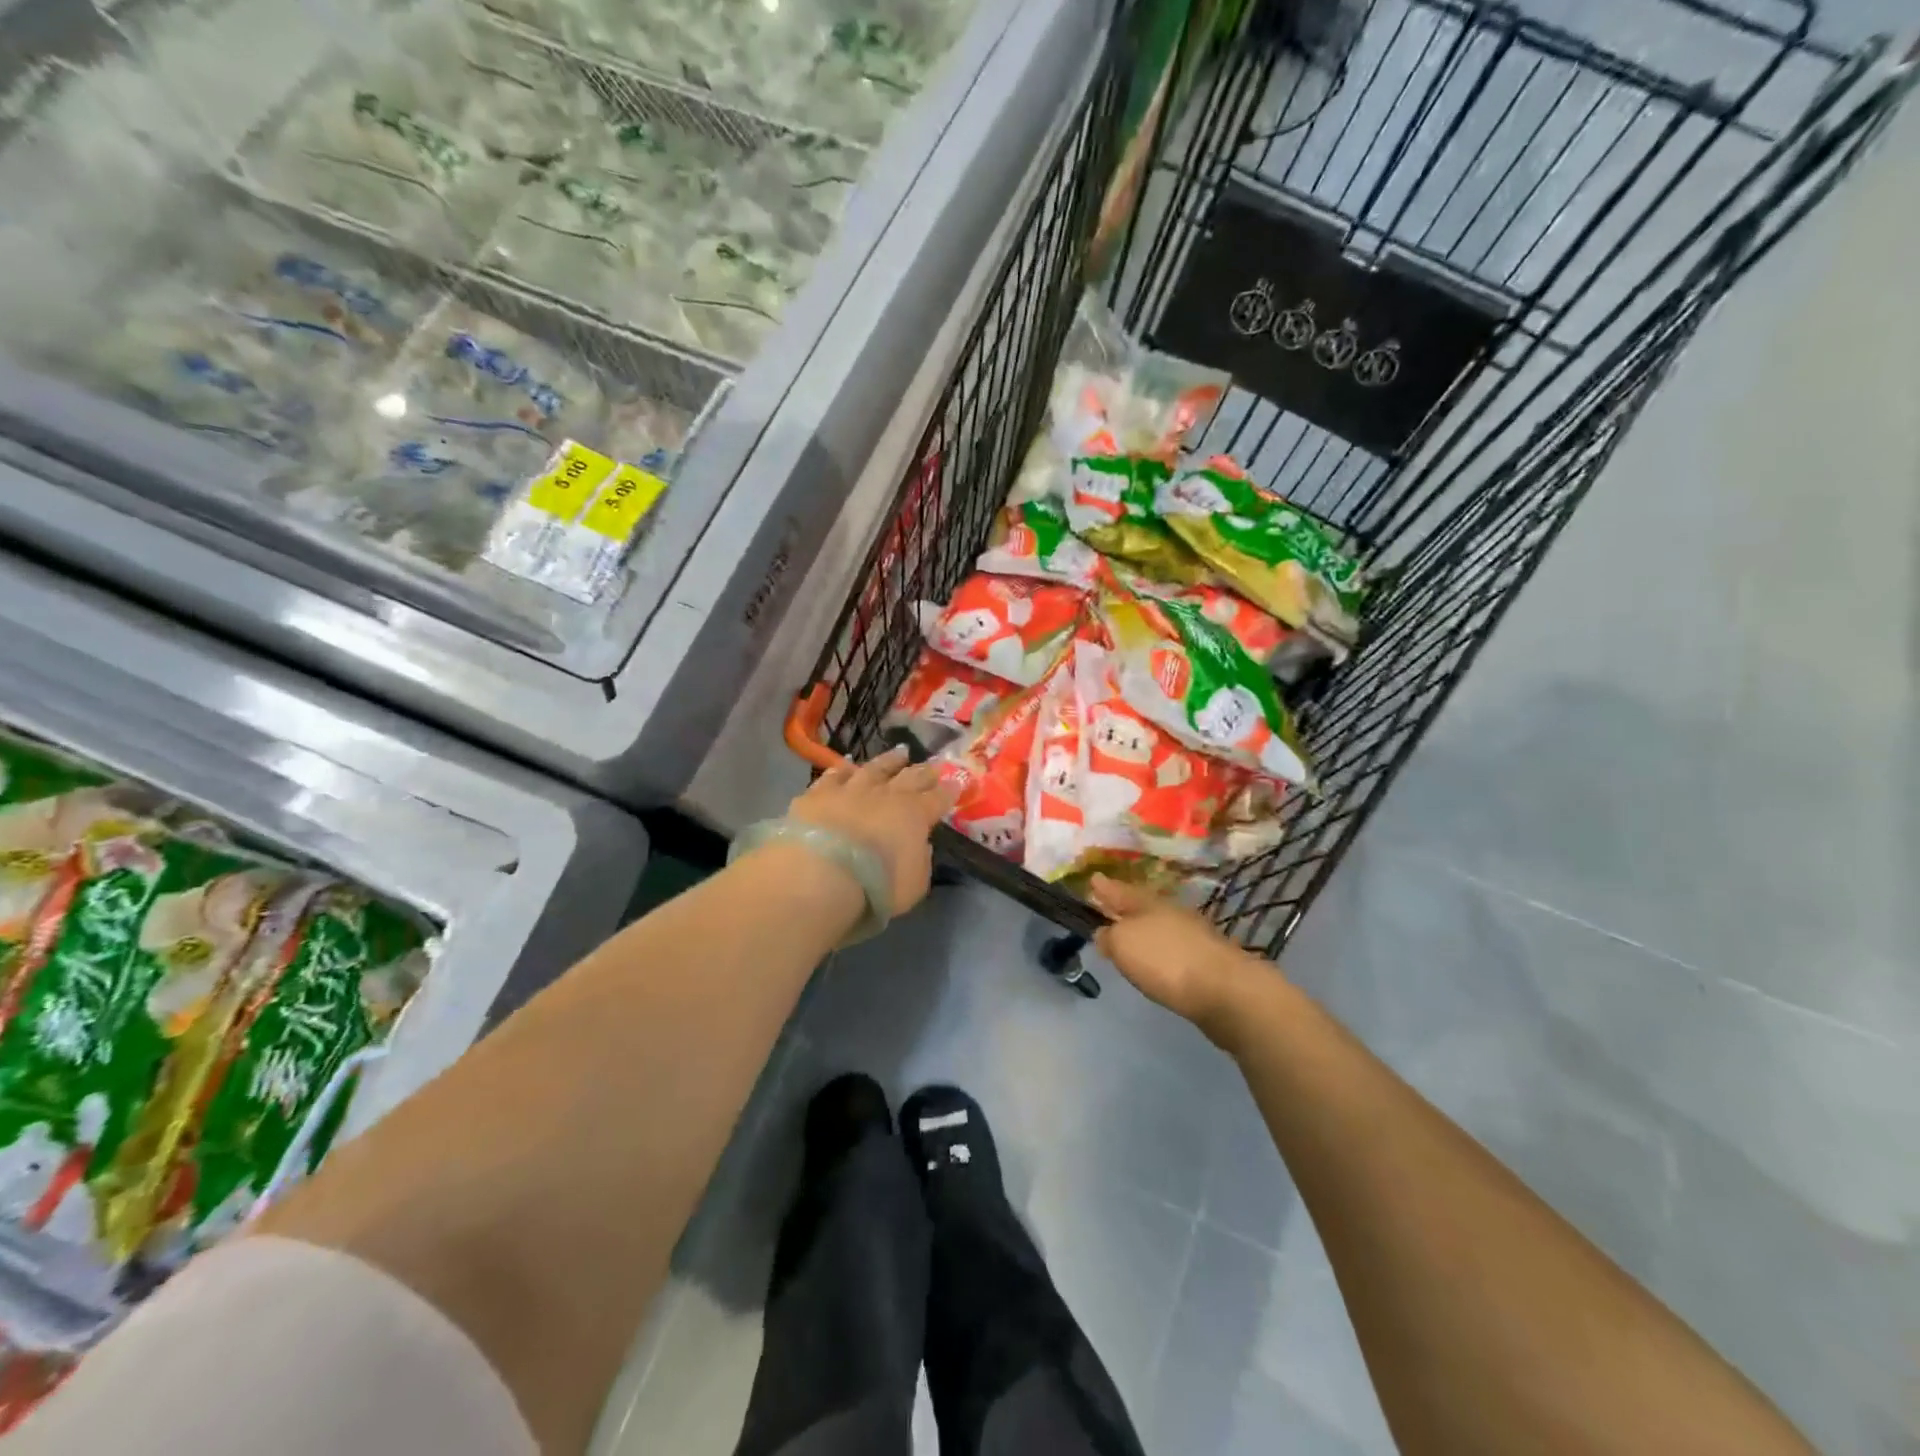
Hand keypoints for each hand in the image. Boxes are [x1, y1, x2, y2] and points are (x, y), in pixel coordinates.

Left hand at [788, 747, 957, 916]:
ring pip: (875, 768)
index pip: (938, 798)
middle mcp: (887, 794)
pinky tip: (847, 766)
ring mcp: (852, 789)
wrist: (821, 874)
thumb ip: (921, 861)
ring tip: (899, 753)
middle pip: (911, 776)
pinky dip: (844, 770)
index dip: (949, 791)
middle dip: (925, 770)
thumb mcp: (914, 884)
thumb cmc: (876, 886)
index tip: (956, 782)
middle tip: (934, 764)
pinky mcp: (819, 793)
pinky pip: (835, 775)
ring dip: (889, 761)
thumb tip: (920, 844)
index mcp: (915, 815)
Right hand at [1088, 874, 1268, 1042]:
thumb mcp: (1123, 944)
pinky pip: (1175, 948)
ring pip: (1161, 926)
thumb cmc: (1166, 960)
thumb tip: (1105, 933)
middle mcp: (1172, 913)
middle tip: (1110, 906)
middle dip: (1127, 907)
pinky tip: (1159, 961)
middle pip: (1143, 906)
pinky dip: (1163, 950)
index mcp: (1148, 903)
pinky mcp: (1208, 961)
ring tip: (1131, 935)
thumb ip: (1109, 936)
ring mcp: (1194, 936)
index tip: (1094, 879)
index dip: (1105, 888)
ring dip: (1146, 929)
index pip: (1120, 891)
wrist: (1227, 991)